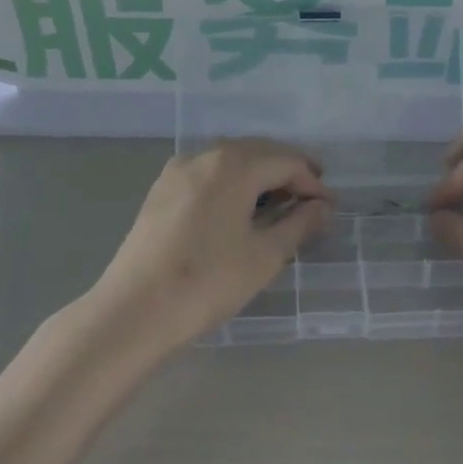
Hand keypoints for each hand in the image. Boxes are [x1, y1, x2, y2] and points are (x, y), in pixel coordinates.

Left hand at [92, 140, 331, 353]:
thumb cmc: (207, 282)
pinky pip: (208, 173)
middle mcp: (205, 155)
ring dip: (260, 174)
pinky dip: (232, 182)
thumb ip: (299, 225)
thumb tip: (322, 207)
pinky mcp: (161, 190)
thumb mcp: (264, 257)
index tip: (329, 208)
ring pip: (231, 160)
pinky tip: (239, 208)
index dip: (312, 182)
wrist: (133, 311)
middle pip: (258, 152)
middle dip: (288, 171)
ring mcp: (178, 170)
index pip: (286, 162)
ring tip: (279, 203)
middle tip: (311, 198)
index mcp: (233, 165)